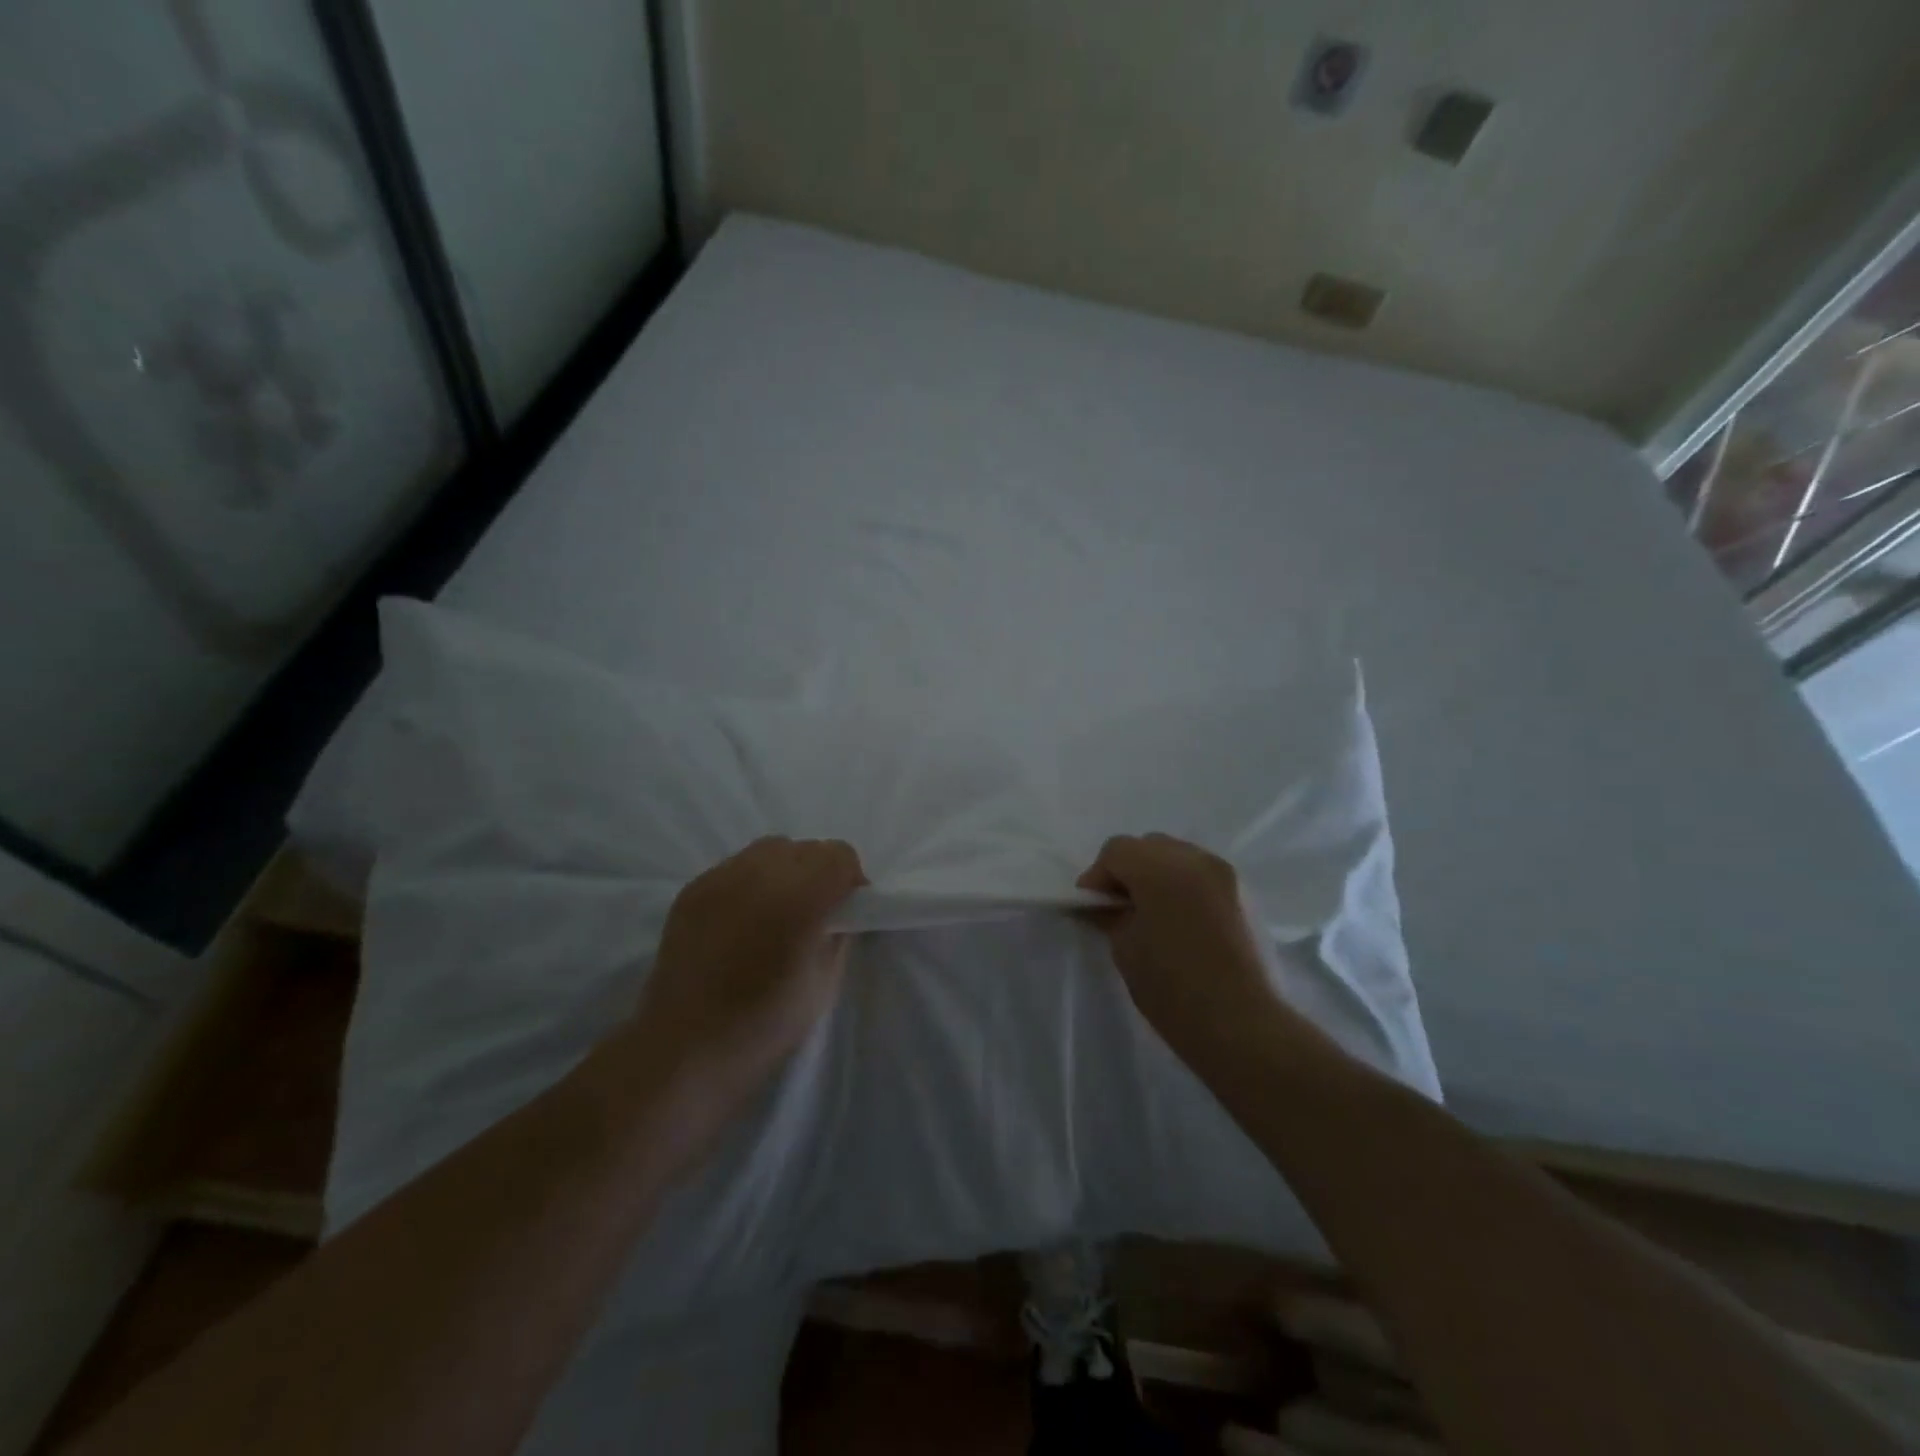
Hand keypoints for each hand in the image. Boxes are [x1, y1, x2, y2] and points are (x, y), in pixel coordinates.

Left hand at [614, 837, 865, 1157]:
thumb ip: (839, 936)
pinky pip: (737, 865)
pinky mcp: (694, 888)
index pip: (839, 856)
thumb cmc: (762, 1026)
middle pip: (807, 848)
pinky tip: (746, 917)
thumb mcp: (824, 985)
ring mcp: (721, 878)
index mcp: (799, 902)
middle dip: (821, 872)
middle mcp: (759, 876)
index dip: (851, 879)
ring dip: (787, 870)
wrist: (683, 1049)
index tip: (848, 908)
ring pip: (771, 848)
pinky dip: (753, 880)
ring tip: (779, 908)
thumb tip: (841, 912)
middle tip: (816, 911)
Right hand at [1077, 834, 1287, 1073]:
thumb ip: (1110, 915)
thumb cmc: (1172, 989)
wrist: (1241, 1025)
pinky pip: (1201, 874)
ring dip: (1157, 874)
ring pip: (1178, 856)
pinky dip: (1183, 885)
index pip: (1117, 850)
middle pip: (1149, 846)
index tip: (1091, 906)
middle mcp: (1195, 859)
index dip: (1098, 876)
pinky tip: (1179, 919)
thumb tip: (1100, 904)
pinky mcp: (1243, 893)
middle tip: (1118, 906)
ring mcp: (1224, 873)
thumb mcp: (1125, 949)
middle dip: (1128, 870)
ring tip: (1151, 912)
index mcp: (1160, 869)